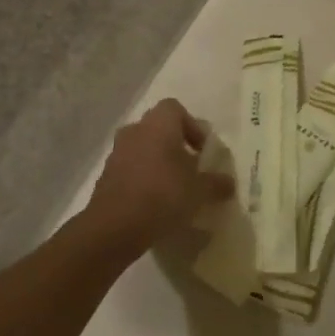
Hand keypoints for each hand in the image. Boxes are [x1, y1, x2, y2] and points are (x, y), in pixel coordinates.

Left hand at [82, 99, 233, 259]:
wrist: (114, 227)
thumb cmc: (163, 195)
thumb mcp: (199, 191)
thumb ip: (216, 183)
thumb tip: (229, 183)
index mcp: (158, 124)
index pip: (175, 108)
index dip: (191, 126)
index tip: (202, 150)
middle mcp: (135, 131)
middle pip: (158, 129)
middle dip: (175, 145)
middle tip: (191, 168)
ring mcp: (117, 153)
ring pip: (143, 149)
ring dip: (158, 163)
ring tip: (175, 188)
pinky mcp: (106, 176)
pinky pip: (130, 169)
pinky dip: (143, 179)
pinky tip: (156, 203)